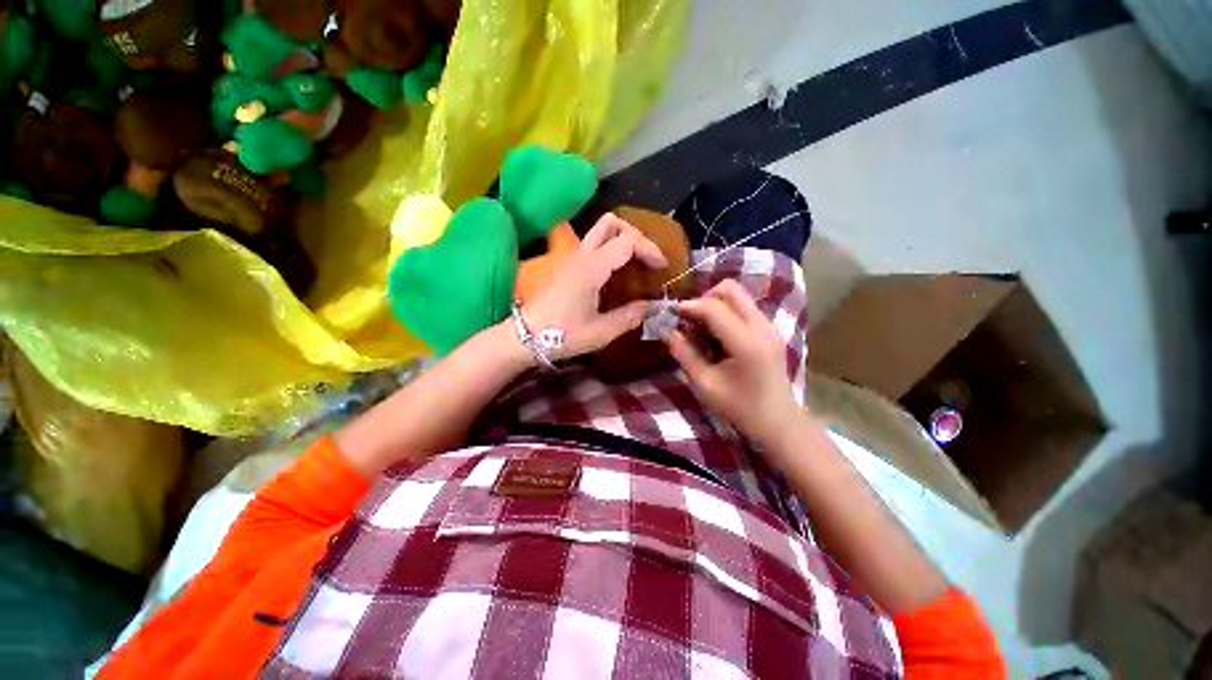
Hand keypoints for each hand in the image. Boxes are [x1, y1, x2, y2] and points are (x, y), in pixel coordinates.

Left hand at [522, 213, 667, 359]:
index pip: (627, 242)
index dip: (650, 250)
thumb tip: (652, 307)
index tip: (662, 268)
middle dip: (635, 234)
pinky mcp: (567, 265)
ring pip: (599, 230)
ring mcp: (572, 258)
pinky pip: (593, 245)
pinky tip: (617, 270)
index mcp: (592, 268)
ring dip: (621, 238)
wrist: (526, 337)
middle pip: (611, 223)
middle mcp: (581, 255)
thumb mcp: (601, 332)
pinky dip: (611, 248)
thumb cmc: (563, 335)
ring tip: (635, 261)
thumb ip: (630, 316)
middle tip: (647, 258)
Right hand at [665, 280, 799, 446]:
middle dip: (704, 297)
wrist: (778, 421)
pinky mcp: (770, 330)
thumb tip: (667, 330)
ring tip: (701, 328)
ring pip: (739, 296)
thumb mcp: (704, 384)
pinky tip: (716, 334)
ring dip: (715, 304)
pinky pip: (744, 307)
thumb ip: (684, 354)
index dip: (689, 306)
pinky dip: (725, 312)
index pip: (714, 308)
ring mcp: (769, 326)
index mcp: (747, 343)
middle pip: (731, 289)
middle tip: (690, 318)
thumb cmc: (739, 407)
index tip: (671, 313)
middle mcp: (762, 327)